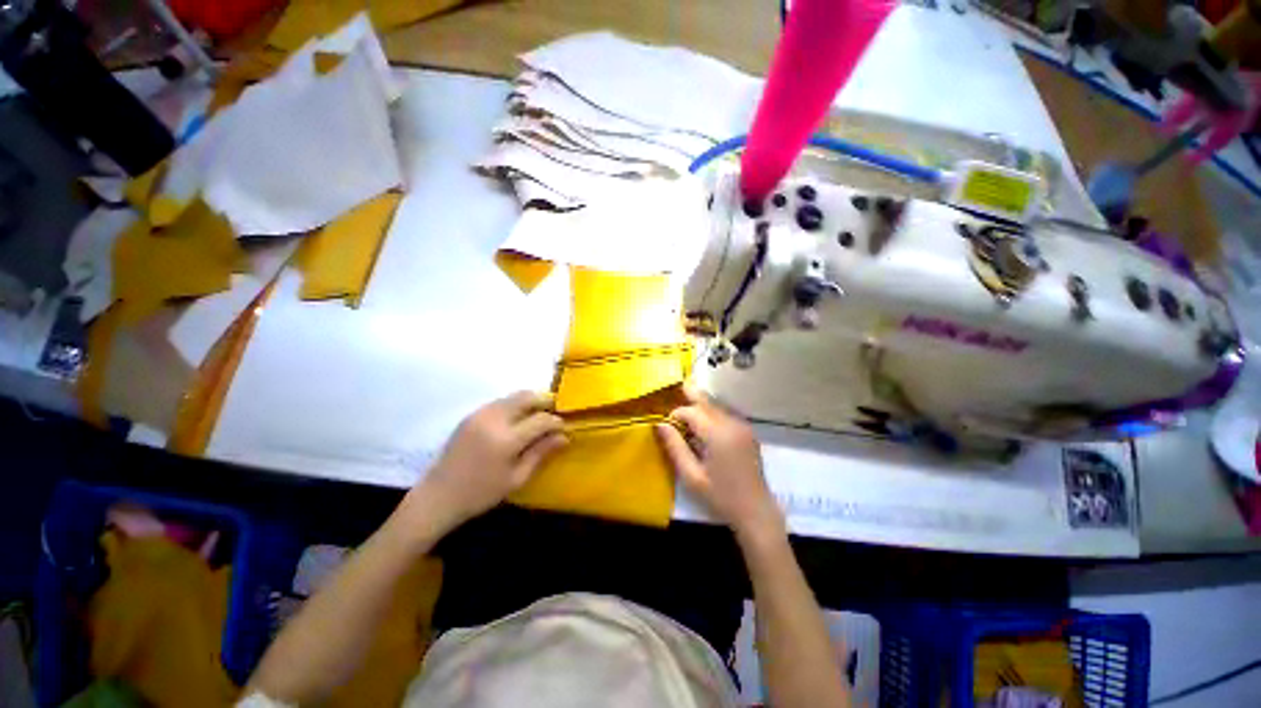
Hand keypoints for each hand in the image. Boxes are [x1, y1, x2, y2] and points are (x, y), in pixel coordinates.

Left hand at [399, 391, 566, 536]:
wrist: (438, 496)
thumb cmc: (481, 493)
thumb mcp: (516, 478)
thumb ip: (541, 453)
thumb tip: (564, 437)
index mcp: (506, 439)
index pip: (541, 420)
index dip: (556, 422)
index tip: (564, 428)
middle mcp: (494, 419)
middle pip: (527, 397)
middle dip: (545, 401)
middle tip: (554, 413)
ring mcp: (480, 414)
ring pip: (514, 396)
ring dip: (530, 401)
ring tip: (538, 416)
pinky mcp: (472, 414)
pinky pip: (501, 401)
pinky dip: (515, 405)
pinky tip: (518, 419)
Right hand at [655, 386, 783, 543]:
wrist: (756, 511)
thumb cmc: (720, 496)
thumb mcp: (692, 476)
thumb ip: (675, 447)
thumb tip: (660, 425)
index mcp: (718, 435)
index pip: (692, 412)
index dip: (677, 414)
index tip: (667, 424)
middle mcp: (732, 425)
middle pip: (707, 403)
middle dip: (692, 396)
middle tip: (680, 385)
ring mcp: (743, 427)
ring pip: (718, 407)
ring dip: (702, 406)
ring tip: (689, 404)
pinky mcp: (748, 433)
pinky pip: (726, 415)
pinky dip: (713, 414)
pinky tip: (706, 424)